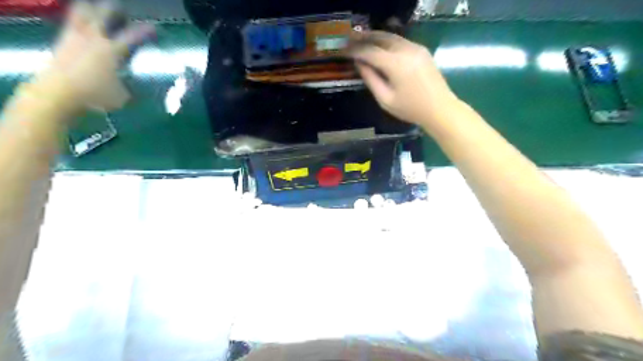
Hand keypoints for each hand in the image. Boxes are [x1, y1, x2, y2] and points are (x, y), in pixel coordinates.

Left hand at [43, 1, 154, 110]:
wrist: (58, 93)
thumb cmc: (95, 96)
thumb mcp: (122, 95)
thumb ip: (127, 84)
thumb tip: (131, 82)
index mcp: (112, 51)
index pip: (132, 37)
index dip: (144, 31)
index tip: (153, 27)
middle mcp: (94, 38)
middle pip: (103, 14)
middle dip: (114, 8)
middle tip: (121, 7)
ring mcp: (75, 37)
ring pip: (82, 12)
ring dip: (90, 7)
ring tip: (95, 7)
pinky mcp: (61, 41)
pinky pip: (71, 22)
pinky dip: (77, 18)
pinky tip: (81, 21)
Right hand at [350, 32, 459, 126]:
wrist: (440, 109)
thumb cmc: (410, 109)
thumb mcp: (385, 99)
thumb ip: (371, 79)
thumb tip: (359, 64)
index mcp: (395, 64)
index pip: (370, 51)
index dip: (355, 51)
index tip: (344, 52)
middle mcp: (406, 50)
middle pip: (380, 37)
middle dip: (363, 38)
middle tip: (350, 41)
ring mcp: (416, 47)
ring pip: (391, 36)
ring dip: (375, 37)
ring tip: (361, 41)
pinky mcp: (421, 50)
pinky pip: (400, 40)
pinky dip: (387, 41)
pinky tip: (379, 46)